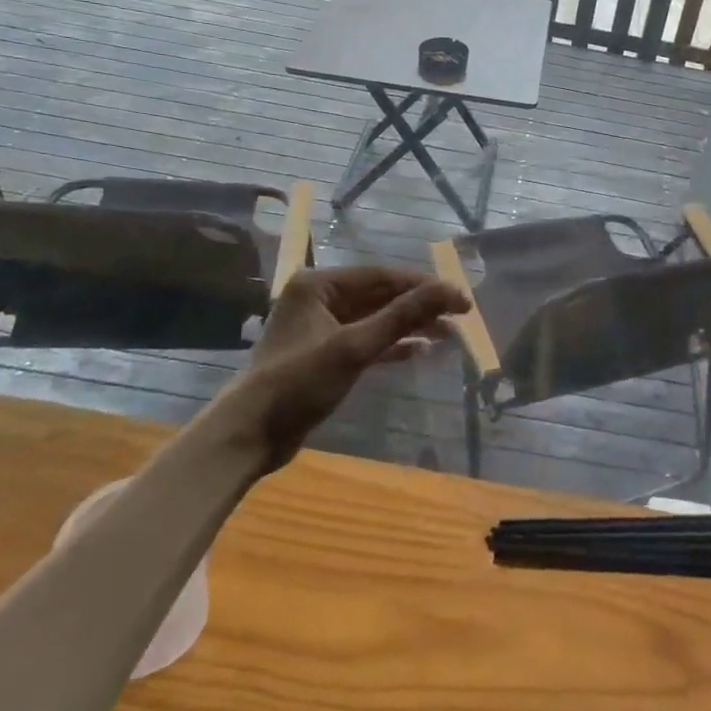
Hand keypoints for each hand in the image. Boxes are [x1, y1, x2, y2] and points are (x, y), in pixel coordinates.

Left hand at [218, 266, 469, 466]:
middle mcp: (319, 298)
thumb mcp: (354, 347)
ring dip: (410, 326)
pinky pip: (367, 340)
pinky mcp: (326, 354)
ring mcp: (321, 327)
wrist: (251, 435)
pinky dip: (393, 345)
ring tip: (449, 334)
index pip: (382, 276)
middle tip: (459, 316)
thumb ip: (403, 316)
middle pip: (380, 296)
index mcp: (318, 284)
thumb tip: (450, 289)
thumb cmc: (299, 382)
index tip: (460, 298)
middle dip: (419, 306)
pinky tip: (421, 351)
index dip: (424, 286)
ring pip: (376, 318)